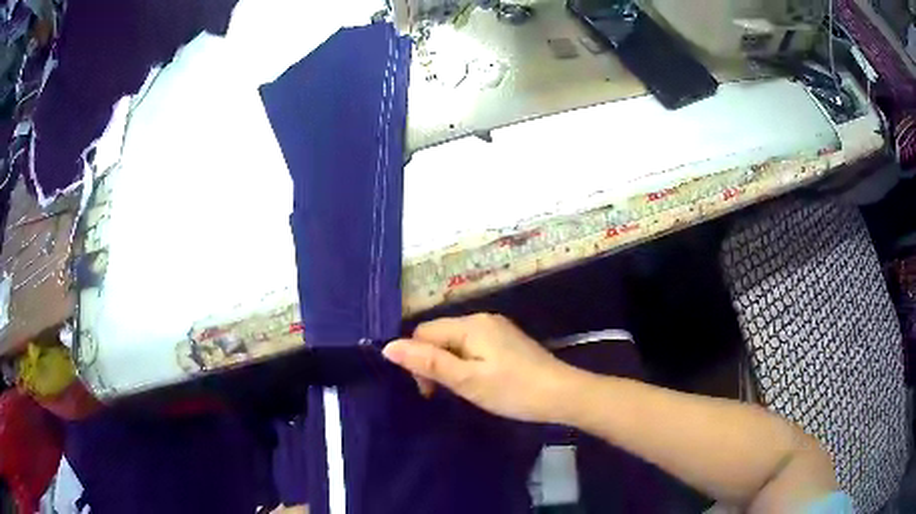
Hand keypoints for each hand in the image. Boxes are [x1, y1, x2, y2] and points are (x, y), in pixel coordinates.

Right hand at [382, 314, 579, 422]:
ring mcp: (497, 329)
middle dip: (433, 363)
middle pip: (440, 336)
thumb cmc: (512, 390)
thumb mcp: (466, 380)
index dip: (416, 360)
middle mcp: (482, 319)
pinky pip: (473, 347)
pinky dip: (466, 363)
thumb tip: (388, 347)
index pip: (423, 333)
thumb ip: (427, 363)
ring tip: (461, 391)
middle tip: (443, 394)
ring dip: (449, 365)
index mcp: (470, 324)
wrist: (562, 394)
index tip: (428, 391)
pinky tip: (478, 382)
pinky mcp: (507, 341)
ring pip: (456, 343)